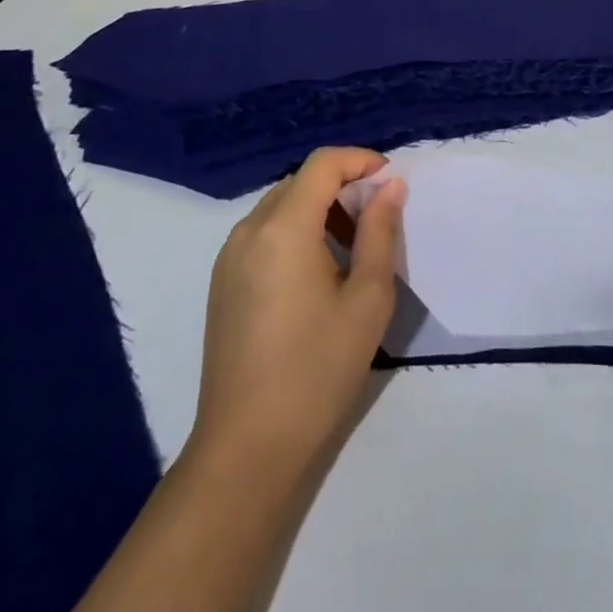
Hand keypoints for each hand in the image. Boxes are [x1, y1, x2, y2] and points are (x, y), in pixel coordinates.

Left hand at [187, 148, 406, 476]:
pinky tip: (318, 271)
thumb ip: (380, 231)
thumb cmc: (317, 370)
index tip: (391, 183)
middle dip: (343, 185)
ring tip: (353, 246)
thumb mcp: (368, 297)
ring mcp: (228, 259)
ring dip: (320, 208)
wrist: (246, 451)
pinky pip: (263, 232)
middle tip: (378, 218)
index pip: (323, 164)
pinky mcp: (222, 284)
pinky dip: (296, 230)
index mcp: (283, 228)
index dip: (361, 161)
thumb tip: (390, 186)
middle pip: (300, 181)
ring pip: (281, 205)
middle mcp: (248, 232)